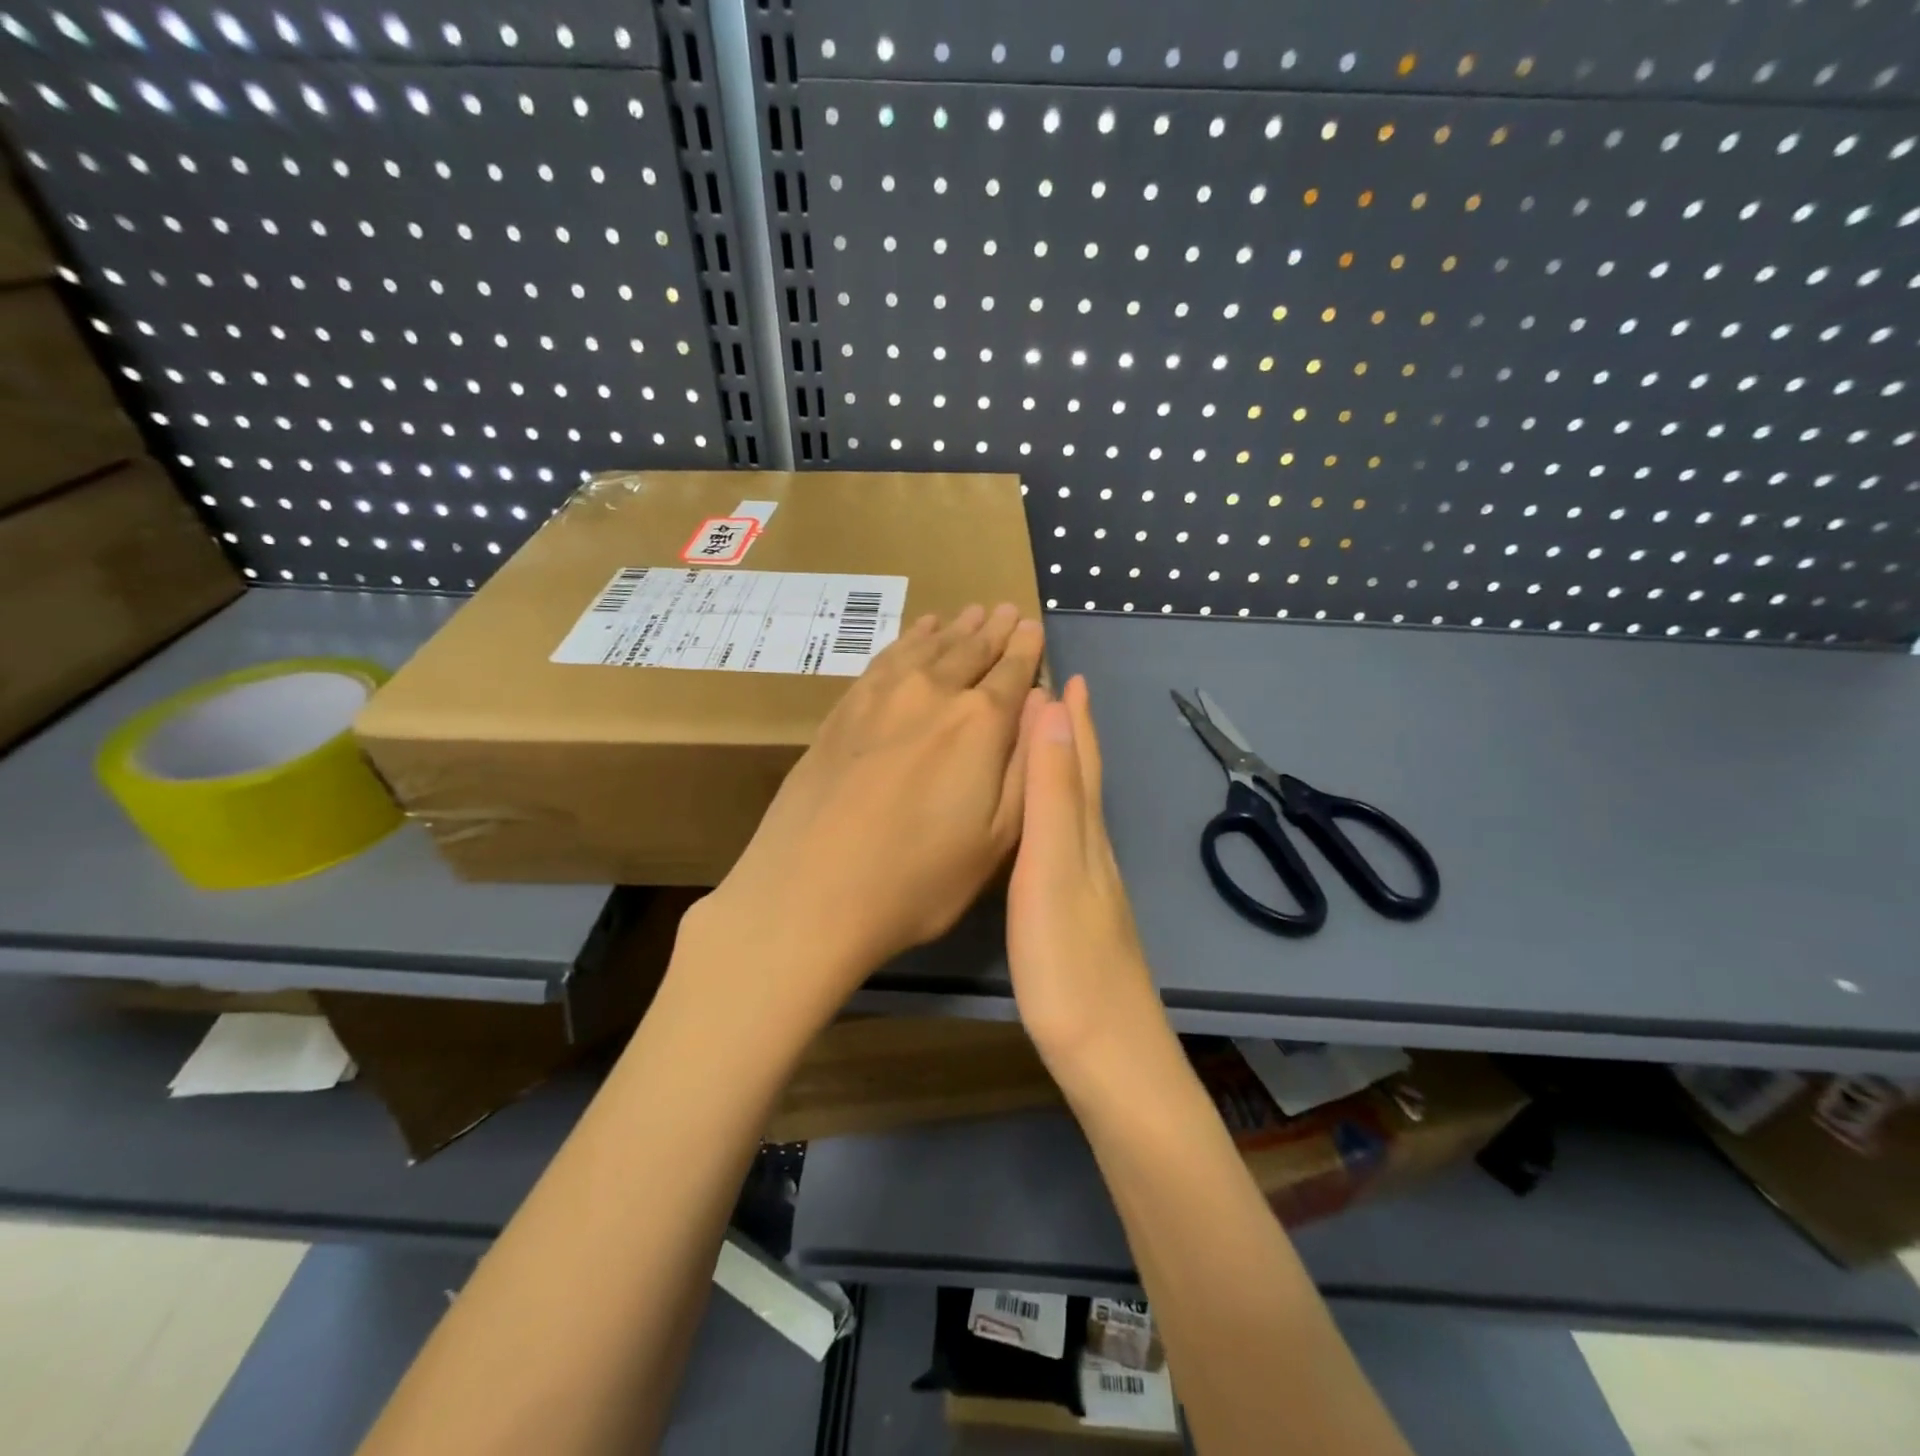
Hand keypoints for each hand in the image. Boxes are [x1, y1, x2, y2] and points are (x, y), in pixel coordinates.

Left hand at [687, 604, 1044, 1028]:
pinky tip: (918, 632)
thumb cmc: (919, 879)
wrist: (810, 890)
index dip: (1027, 650)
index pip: (1013, 672)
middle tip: (1009, 610)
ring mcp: (883, 695)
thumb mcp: (998, 840)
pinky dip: (909, 639)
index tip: (1034, 628)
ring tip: (972, 612)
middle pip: (972, 650)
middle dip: (996, 629)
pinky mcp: (844, 707)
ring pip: (929, 646)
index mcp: (980, 724)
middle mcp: (934, 694)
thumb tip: (1043, 707)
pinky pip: (886, 656)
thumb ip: (1026, 767)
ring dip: (955, 627)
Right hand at [1007, 676, 1167, 1083]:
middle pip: (1086, 778)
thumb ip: (1053, 793)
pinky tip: (1049, 828)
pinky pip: (1068, 841)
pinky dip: (1058, 813)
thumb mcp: (1051, 867)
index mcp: (1086, 834)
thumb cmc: (1068, 961)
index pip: (1082, 759)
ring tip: (1047, 743)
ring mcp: (1090, 887)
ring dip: (1065, 768)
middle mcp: (1093, 851)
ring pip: (1079, 809)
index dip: (1075, 717)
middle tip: (1055, 694)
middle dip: (1073, 733)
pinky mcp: (1079, 917)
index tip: (1066, 673)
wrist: (1107, 1054)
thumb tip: (1054, 711)